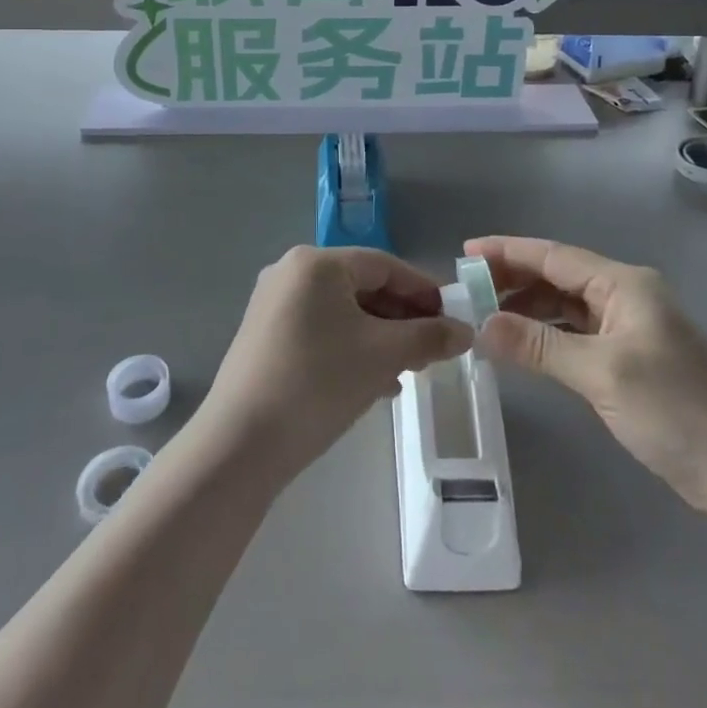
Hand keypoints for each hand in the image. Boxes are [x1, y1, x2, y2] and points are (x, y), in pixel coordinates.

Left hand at [202, 246, 473, 481]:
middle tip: (433, 349)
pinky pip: (321, 331)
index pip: (384, 265)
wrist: (241, 444)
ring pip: (343, 312)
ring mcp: (273, 305)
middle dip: (402, 318)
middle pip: (362, 287)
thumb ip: (428, 337)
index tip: (452, 318)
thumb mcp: (382, 356)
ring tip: (409, 369)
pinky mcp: (265, 337)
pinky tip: (375, 382)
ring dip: (381, 337)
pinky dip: (352, 348)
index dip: (423, 290)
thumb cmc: (318, 382)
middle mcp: (291, 273)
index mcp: (316, 263)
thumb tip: (465, 332)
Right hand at [470, 236, 706, 521]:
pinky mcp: (630, 359)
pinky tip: (523, 348)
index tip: (464, 253)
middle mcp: (626, 296)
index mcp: (624, 284)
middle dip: (513, 281)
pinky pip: (577, 334)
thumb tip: (481, 326)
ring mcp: (630, 328)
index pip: (553, 256)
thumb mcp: (601, 374)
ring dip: (528, 310)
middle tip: (467, 292)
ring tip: (486, 320)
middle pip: (558, 277)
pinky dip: (547, 337)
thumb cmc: (677, 411)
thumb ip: (538, 346)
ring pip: (566, 307)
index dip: (507, 252)